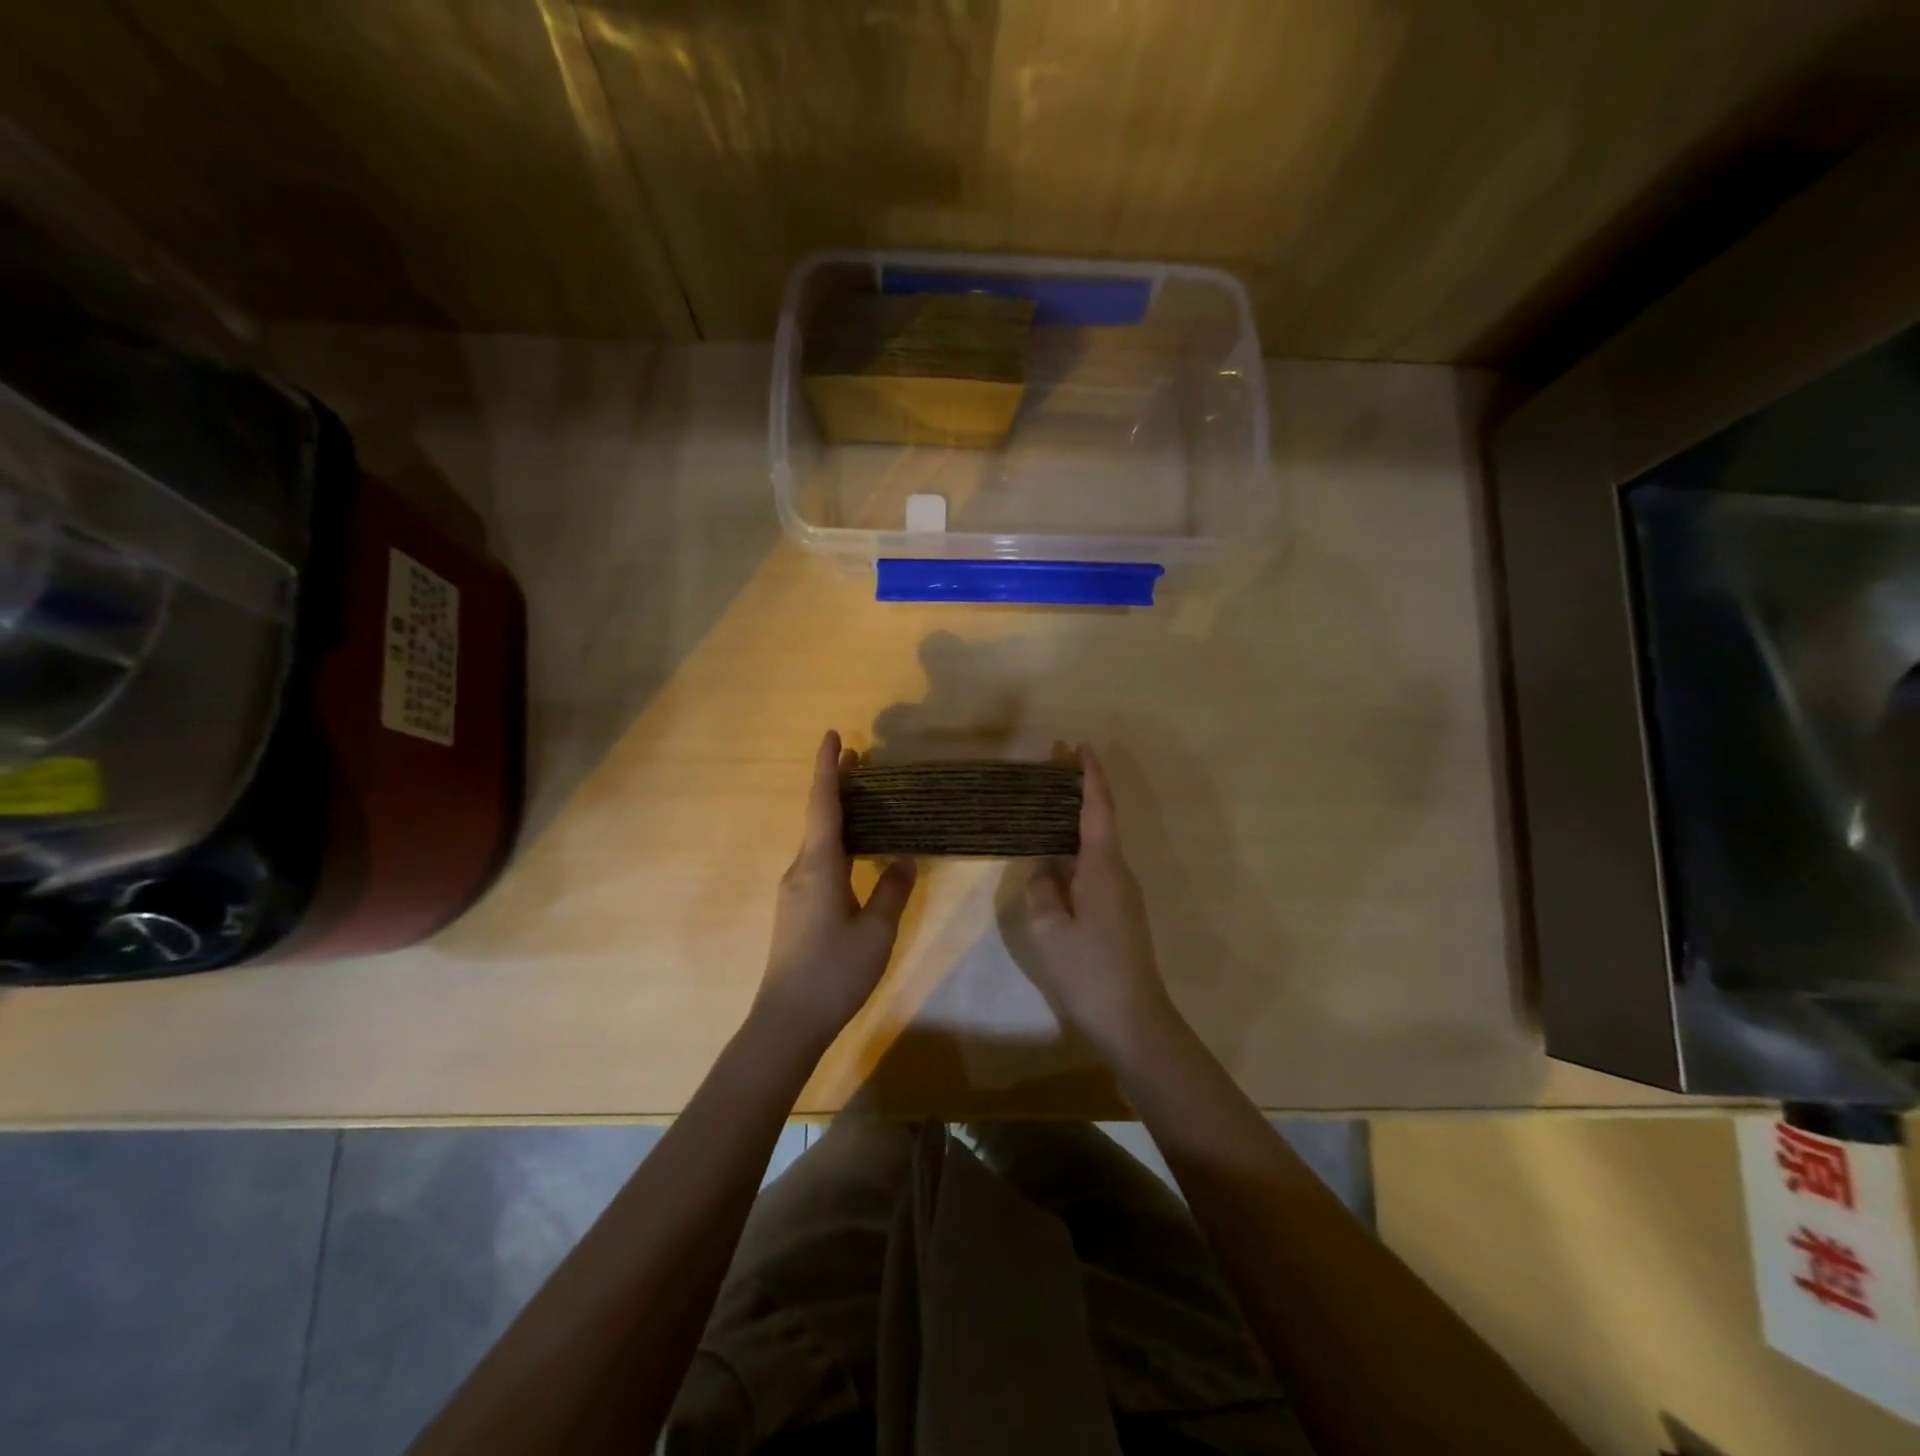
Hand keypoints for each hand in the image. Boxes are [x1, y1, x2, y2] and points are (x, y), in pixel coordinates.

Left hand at [756, 730, 916, 1048]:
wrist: (787, 1020)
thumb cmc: (834, 971)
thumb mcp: (877, 931)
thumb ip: (892, 891)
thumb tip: (904, 860)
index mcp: (820, 865)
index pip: (824, 804)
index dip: (828, 767)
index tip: (833, 735)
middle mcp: (801, 868)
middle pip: (819, 816)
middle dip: (837, 785)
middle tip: (861, 759)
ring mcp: (795, 889)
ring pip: (819, 839)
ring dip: (839, 814)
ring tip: (866, 799)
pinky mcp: (797, 907)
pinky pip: (819, 860)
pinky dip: (838, 841)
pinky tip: (858, 852)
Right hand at [1022, 745, 1178, 1061]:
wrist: (1134, 1018)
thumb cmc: (1088, 970)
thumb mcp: (1050, 929)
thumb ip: (1043, 889)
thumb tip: (1043, 866)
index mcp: (1102, 867)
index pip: (1098, 808)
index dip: (1090, 776)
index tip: (1080, 747)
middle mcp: (1118, 871)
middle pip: (1100, 820)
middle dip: (1080, 792)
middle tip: (1052, 772)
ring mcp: (1123, 893)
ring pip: (1098, 845)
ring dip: (1076, 822)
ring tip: (1045, 810)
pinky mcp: (1120, 911)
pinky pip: (1097, 866)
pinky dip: (1077, 850)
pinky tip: (1055, 859)